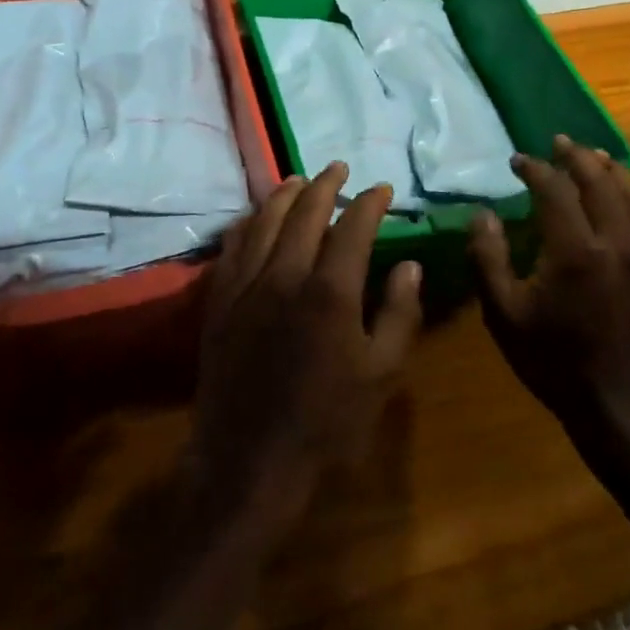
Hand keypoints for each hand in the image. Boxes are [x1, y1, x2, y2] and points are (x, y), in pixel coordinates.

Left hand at [189, 162, 422, 528]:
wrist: (250, 462)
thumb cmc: (327, 422)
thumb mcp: (382, 374)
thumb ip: (400, 314)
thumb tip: (410, 265)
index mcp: (330, 292)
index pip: (354, 227)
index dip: (370, 202)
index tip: (382, 189)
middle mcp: (284, 276)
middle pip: (305, 212)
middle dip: (326, 184)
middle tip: (340, 167)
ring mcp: (246, 287)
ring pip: (264, 222)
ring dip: (284, 195)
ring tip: (299, 179)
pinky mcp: (219, 303)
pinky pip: (232, 248)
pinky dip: (248, 223)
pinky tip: (255, 218)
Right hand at [469, 136, 629, 433]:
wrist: (622, 408)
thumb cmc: (554, 362)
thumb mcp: (504, 315)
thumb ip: (489, 258)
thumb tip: (483, 214)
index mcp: (575, 251)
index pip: (554, 189)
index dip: (534, 168)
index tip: (518, 161)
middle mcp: (618, 242)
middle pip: (599, 180)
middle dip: (576, 156)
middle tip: (558, 142)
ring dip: (610, 169)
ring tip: (594, 155)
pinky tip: (627, 195)